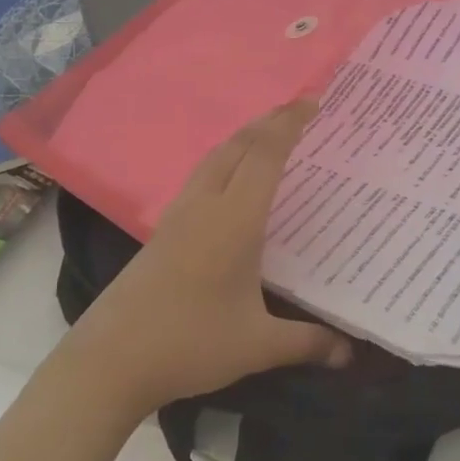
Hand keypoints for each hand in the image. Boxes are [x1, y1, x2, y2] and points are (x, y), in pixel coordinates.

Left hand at [68, 101, 351, 419]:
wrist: (110, 360)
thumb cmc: (189, 344)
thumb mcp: (257, 346)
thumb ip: (307, 342)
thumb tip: (349, 351)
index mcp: (233, 220)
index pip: (265, 156)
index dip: (289, 124)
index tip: (312, 101)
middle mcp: (204, 206)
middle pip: (237, 146)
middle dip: (267, 122)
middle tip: (297, 110)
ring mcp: (178, 216)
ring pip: (213, 159)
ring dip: (242, 139)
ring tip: (267, 135)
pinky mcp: (161, 232)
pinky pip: (199, 178)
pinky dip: (223, 161)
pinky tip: (228, 182)